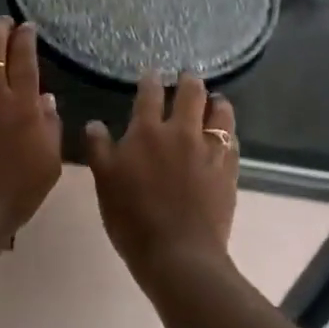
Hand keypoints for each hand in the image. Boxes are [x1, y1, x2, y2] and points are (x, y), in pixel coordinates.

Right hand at [85, 73, 237, 277]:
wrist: (179, 253)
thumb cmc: (133, 219)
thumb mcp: (104, 183)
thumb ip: (99, 149)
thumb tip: (95, 124)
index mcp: (147, 133)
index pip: (149, 95)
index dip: (150, 80)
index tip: (152, 74)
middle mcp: (181, 133)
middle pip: (191, 94)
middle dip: (189, 81)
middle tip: (188, 77)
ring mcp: (209, 151)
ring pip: (220, 113)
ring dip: (216, 102)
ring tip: (215, 100)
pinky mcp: (229, 170)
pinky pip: (233, 142)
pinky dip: (228, 132)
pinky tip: (225, 136)